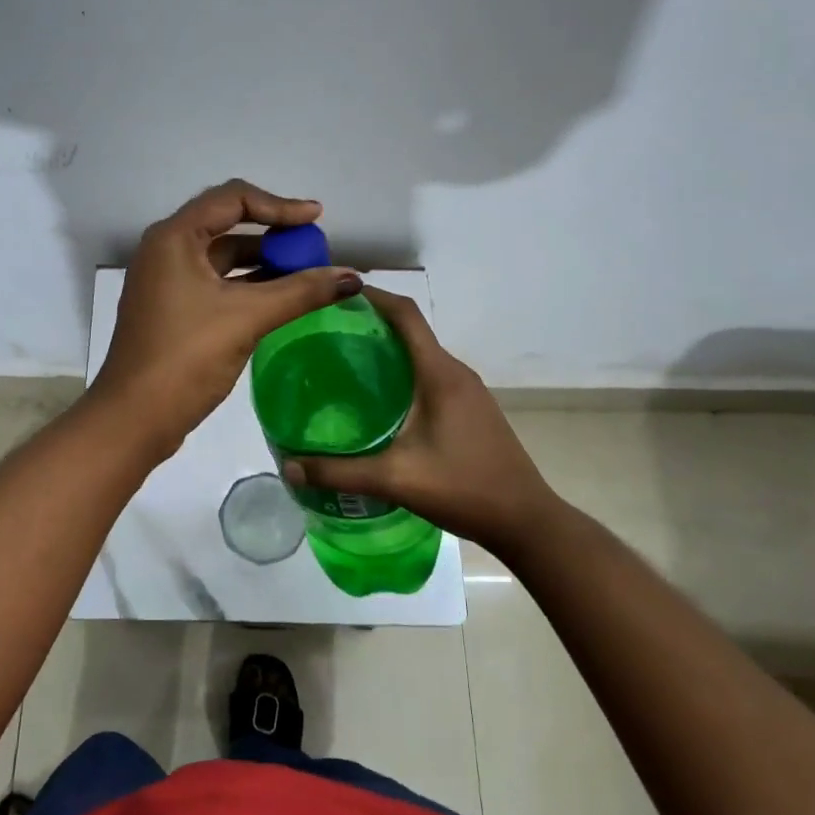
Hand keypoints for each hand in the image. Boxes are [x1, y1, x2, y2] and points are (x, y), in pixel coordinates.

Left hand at [90, 180, 363, 454]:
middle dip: (273, 232)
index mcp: (174, 238)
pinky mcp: (172, 308)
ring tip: (306, 273)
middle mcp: (166, 250)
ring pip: (222, 257)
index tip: (316, 220)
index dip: (279, 205)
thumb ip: (301, 291)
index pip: (232, 198)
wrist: (133, 418)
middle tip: (313, 246)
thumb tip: (353, 276)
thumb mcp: (247, 318)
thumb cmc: (186, 357)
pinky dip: (248, 285)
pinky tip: (280, 298)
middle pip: (227, 223)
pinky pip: (216, 283)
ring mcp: (166, 281)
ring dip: (263, 261)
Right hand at [281, 288, 559, 553]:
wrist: (526, 521)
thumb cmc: (465, 488)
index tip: (335, 293)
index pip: (406, 315)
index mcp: (440, 374)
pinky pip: (429, 375)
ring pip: (420, 355)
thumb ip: (339, 473)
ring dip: (386, 350)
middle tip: (325, 333)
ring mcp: (467, 391)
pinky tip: (376, 401)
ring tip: (342, 363)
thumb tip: (288, 467)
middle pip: (410, 331)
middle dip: (370, 323)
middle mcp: (455, 372)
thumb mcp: (396, 480)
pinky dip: (401, 373)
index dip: (372, 296)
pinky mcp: (470, 409)